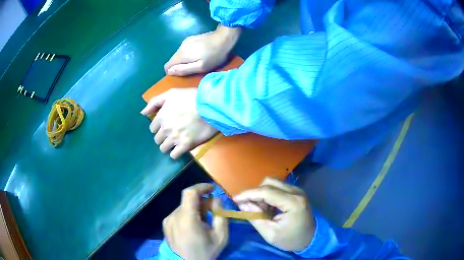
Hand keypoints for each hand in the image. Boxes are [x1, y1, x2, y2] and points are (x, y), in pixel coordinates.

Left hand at [140, 88, 217, 158]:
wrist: (210, 106)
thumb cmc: (191, 97)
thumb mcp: (171, 93)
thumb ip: (155, 102)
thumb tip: (142, 113)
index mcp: (161, 117)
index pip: (152, 128)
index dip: (158, 127)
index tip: (165, 125)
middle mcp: (165, 129)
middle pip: (157, 139)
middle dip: (162, 137)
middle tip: (171, 133)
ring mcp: (175, 138)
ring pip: (163, 149)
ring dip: (168, 145)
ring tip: (175, 141)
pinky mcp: (185, 145)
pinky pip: (174, 155)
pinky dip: (175, 153)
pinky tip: (180, 148)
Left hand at [162, 183, 228, 259]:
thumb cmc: (205, 251)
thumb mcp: (221, 236)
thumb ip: (221, 215)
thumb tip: (217, 199)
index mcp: (187, 219)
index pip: (190, 193)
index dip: (202, 187)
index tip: (212, 189)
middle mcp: (174, 216)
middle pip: (189, 200)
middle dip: (202, 201)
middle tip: (213, 211)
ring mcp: (168, 220)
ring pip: (184, 207)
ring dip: (195, 209)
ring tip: (204, 222)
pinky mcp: (165, 224)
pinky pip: (178, 213)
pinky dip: (188, 215)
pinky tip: (193, 226)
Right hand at [164, 25, 240, 75]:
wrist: (224, 37)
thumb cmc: (214, 55)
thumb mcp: (201, 67)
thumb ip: (184, 70)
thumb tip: (169, 71)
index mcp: (181, 55)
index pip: (167, 66)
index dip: (172, 72)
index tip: (182, 74)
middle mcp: (180, 47)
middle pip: (173, 60)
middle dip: (179, 66)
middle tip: (193, 69)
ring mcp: (185, 41)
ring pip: (179, 55)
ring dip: (184, 60)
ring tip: (197, 62)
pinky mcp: (191, 38)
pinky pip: (184, 49)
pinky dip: (188, 54)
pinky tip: (199, 54)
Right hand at [234, 178, 314, 251]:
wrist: (310, 238)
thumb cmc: (290, 239)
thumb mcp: (270, 234)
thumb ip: (255, 217)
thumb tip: (241, 203)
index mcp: (293, 203)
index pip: (266, 191)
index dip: (248, 194)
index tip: (235, 199)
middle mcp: (296, 191)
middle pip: (269, 182)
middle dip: (255, 193)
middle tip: (250, 208)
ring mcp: (297, 190)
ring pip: (272, 183)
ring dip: (262, 193)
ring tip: (261, 210)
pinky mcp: (295, 191)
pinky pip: (277, 187)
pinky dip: (268, 194)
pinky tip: (268, 207)